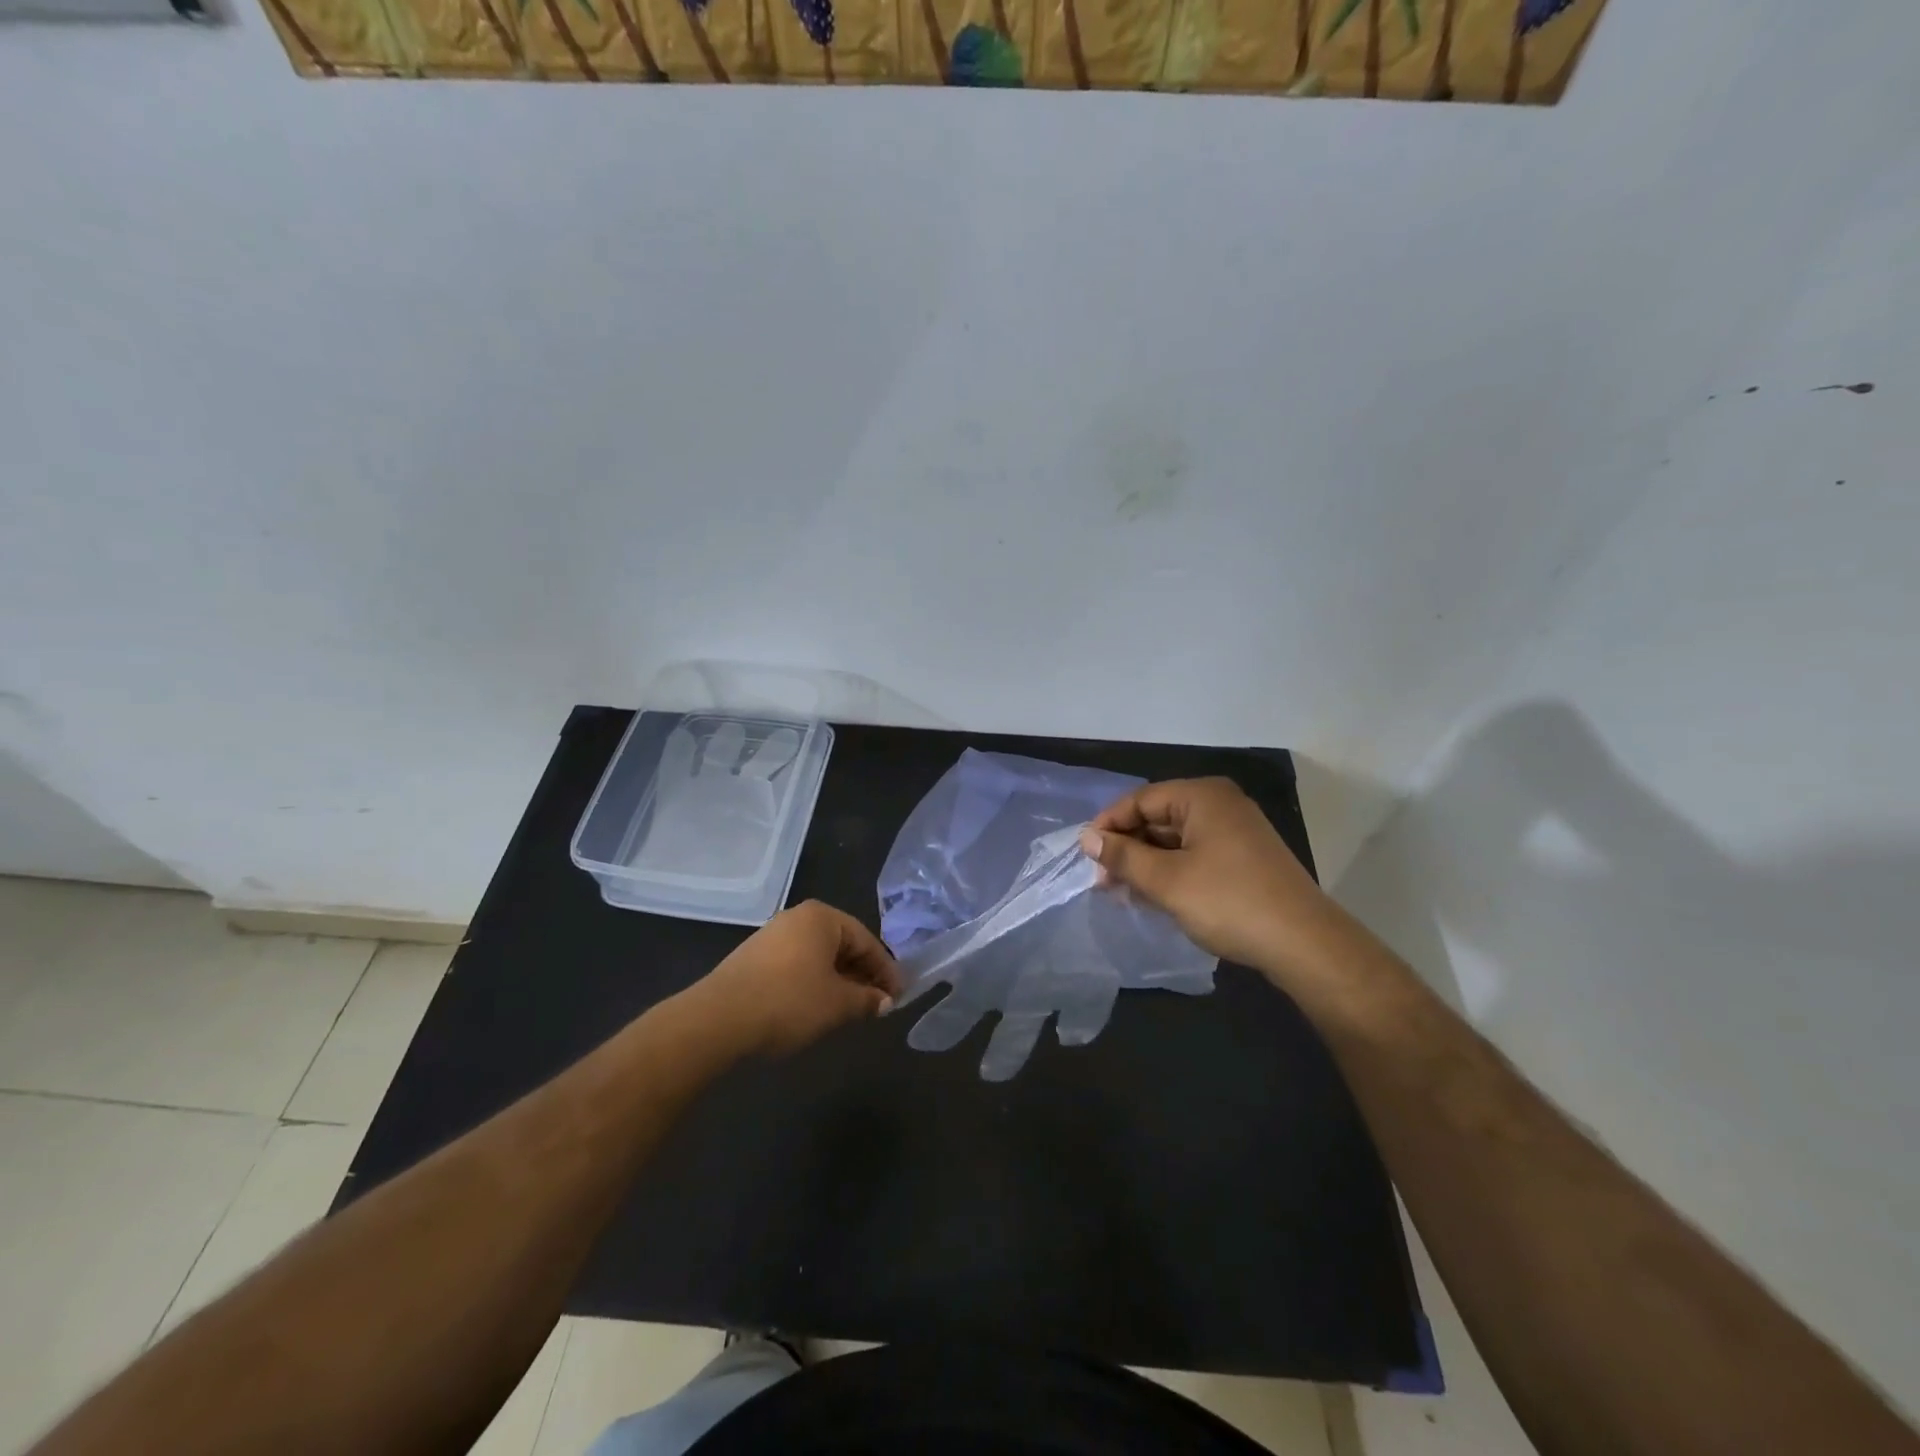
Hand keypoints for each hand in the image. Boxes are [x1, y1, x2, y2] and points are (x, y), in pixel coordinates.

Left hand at [687, 901, 903, 1057]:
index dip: (886, 970)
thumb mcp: (838, 1004)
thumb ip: (867, 999)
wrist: (719, 1019)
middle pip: (842, 945)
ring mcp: (772, 936)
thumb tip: (884, 1001)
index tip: (897, 996)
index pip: (867, 940)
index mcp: (822, 917)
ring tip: (850, 1009)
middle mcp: (797, 918)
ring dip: (838, 980)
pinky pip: (797, 965)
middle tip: (877, 1004)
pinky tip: (817, 1007)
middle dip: (862, 974)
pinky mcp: (753, 958)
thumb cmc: (789, 1002)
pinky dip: (814, 983)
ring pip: (818, 956)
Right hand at [1079, 777, 1343, 982]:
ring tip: (1122, 893)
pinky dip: (1171, 872)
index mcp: (1202, 796)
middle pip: (1158, 818)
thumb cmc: (1228, 902)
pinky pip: (1195, 855)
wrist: (1304, 944)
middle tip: (1102, 880)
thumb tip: (1088, 839)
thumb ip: (1123, 856)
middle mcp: (1220, 805)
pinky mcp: (1244, 858)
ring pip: (1175, 840)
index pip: (1140, 800)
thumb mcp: (1166, 880)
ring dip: (1146, 864)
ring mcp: (1236, 832)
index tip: (1086, 855)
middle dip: (1127, 848)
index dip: (1108, 825)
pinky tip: (1153, 897)